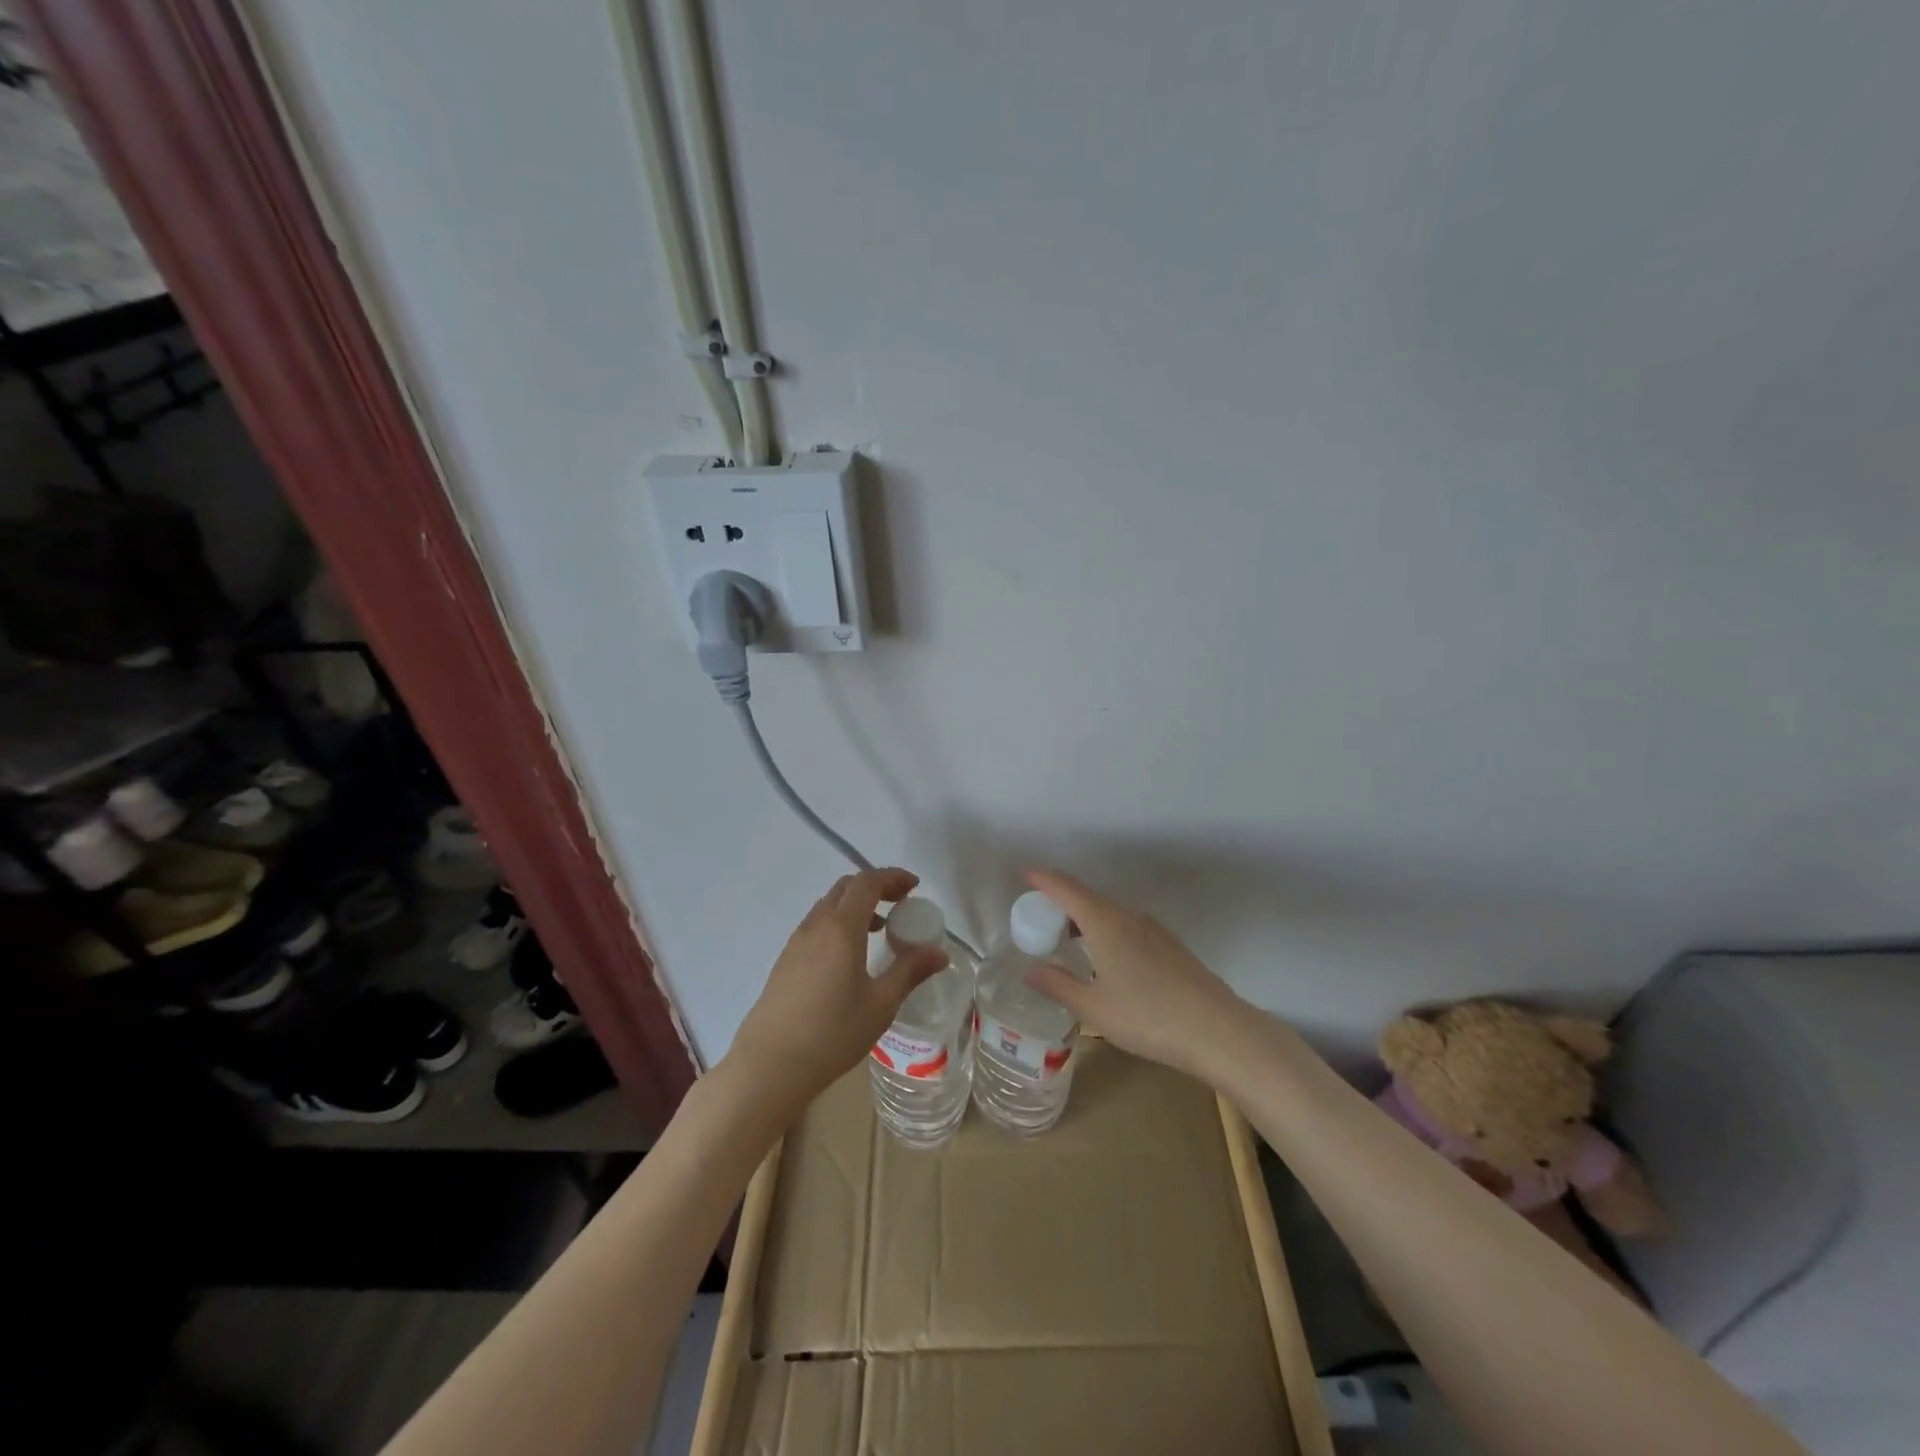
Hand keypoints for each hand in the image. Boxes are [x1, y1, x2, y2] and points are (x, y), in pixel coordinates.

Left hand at [727, 868, 947, 1110]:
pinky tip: (849, 956)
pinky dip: (839, 923)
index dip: (893, 877)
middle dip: (875, 887)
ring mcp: (796, 942)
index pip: (867, 882)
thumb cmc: (832, 1033)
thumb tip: (940, 952)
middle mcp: (816, 925)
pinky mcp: (785, 961)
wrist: (769, 1065)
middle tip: (900, 904)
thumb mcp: (880, 1004)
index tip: (914, 887)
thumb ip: (910, 971)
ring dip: (855, 906)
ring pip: (828, 906)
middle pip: (846, 888)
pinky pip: (816, 925)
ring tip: (879, 930)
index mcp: (841, 928)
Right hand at [1023, 869, 1248, 1081]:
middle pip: (1088, 897)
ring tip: (1068, 941)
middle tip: (1039, 920)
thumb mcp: (1093, 1008)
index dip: (1043, 879)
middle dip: (1061, 902)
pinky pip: (1127, 926)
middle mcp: (1128, 915)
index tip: (1024, 874)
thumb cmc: (1147, 1016)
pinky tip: (1106, 959)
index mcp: (1104, 922)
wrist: (1217, 1030)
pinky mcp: (1170, 945)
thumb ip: (1058, 985)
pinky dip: (1106, 931)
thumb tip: (1029, 970)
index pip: (1066, 888)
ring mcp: (1153, 929)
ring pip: (1110, 912)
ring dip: (1085, 919)